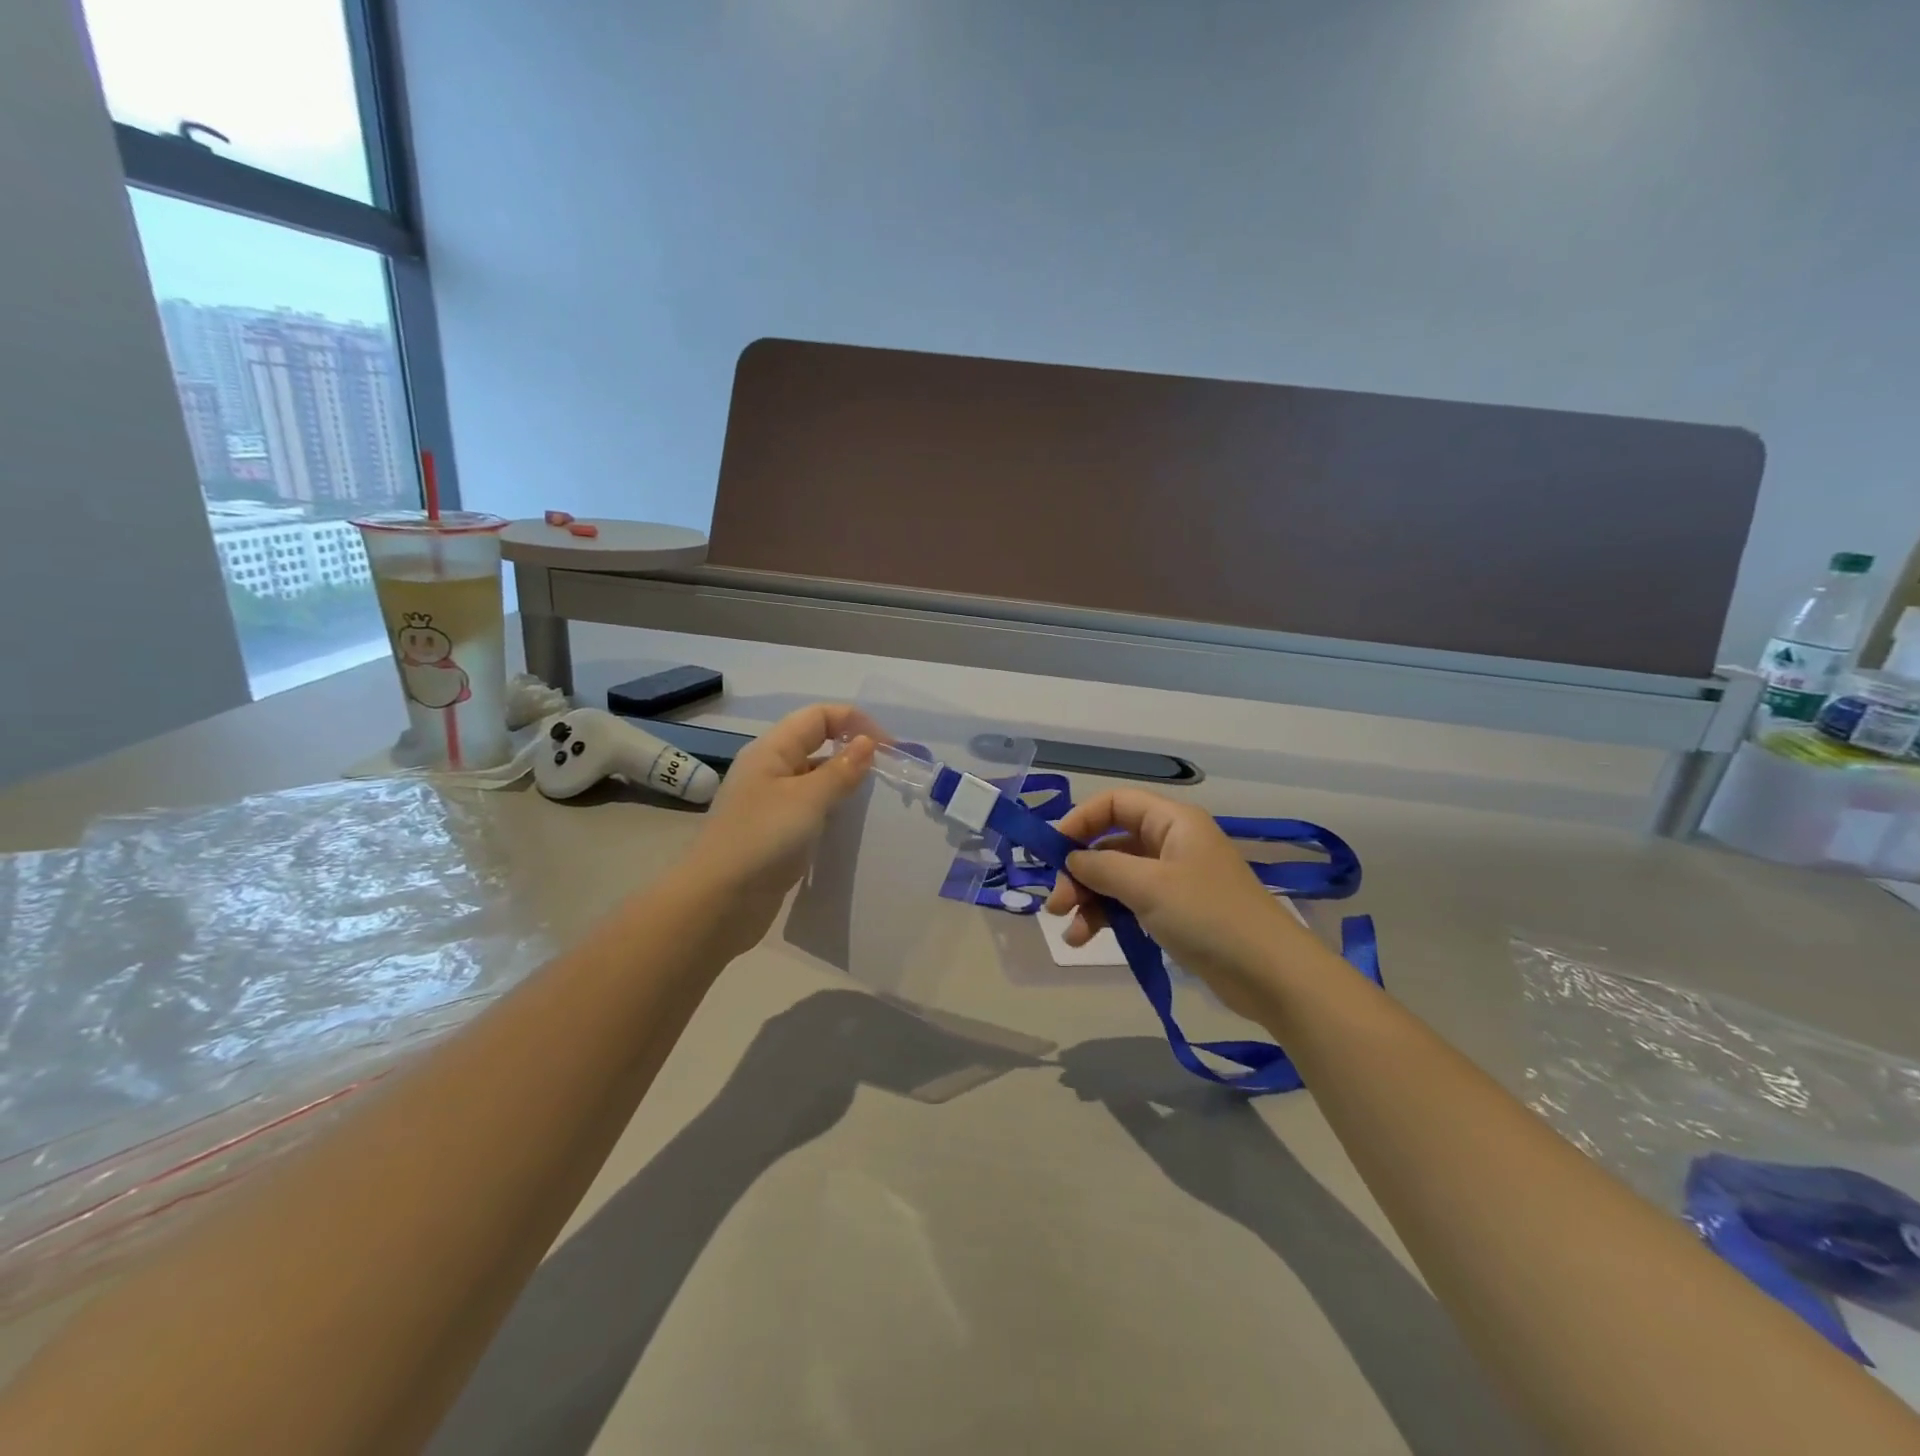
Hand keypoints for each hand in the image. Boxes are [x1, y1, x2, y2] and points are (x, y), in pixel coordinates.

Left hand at [681, 704, 877, 954]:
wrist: (718, 902)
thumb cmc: (762, 840)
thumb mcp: (807, 799)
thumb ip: (840, 770)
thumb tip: (867, 742)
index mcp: (771, 750)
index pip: (818, 717)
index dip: (854, 721)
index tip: (889, 748)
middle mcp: (770, 769)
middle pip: (816, 743)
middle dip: (852, 749)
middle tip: (888, 773)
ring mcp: (771, 802)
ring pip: (815, 777)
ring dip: (844, 781)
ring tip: (875, 798)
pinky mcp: (775, 832)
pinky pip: (810, 807)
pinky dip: (833, 808)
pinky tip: (850, 824)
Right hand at [1042, 788, 1315, 1021]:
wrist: (1270, 974)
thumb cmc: (1209, 916)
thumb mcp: (1149, 886)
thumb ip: (1102, 867)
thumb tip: (1071, 859)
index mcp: (1172, 822)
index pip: (1115, 804)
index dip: (1080, 821)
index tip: (1052, 851)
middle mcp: (1170, 844)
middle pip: (1110, 844)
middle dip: (1080, 871)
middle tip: (1057, 903)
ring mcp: (1173, 880)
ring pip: (1116, 878)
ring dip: (1088, 900)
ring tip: (1070, 932)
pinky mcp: (1174, 913)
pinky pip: (1129, 904)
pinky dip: (1106, 918)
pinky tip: (1086, 939)